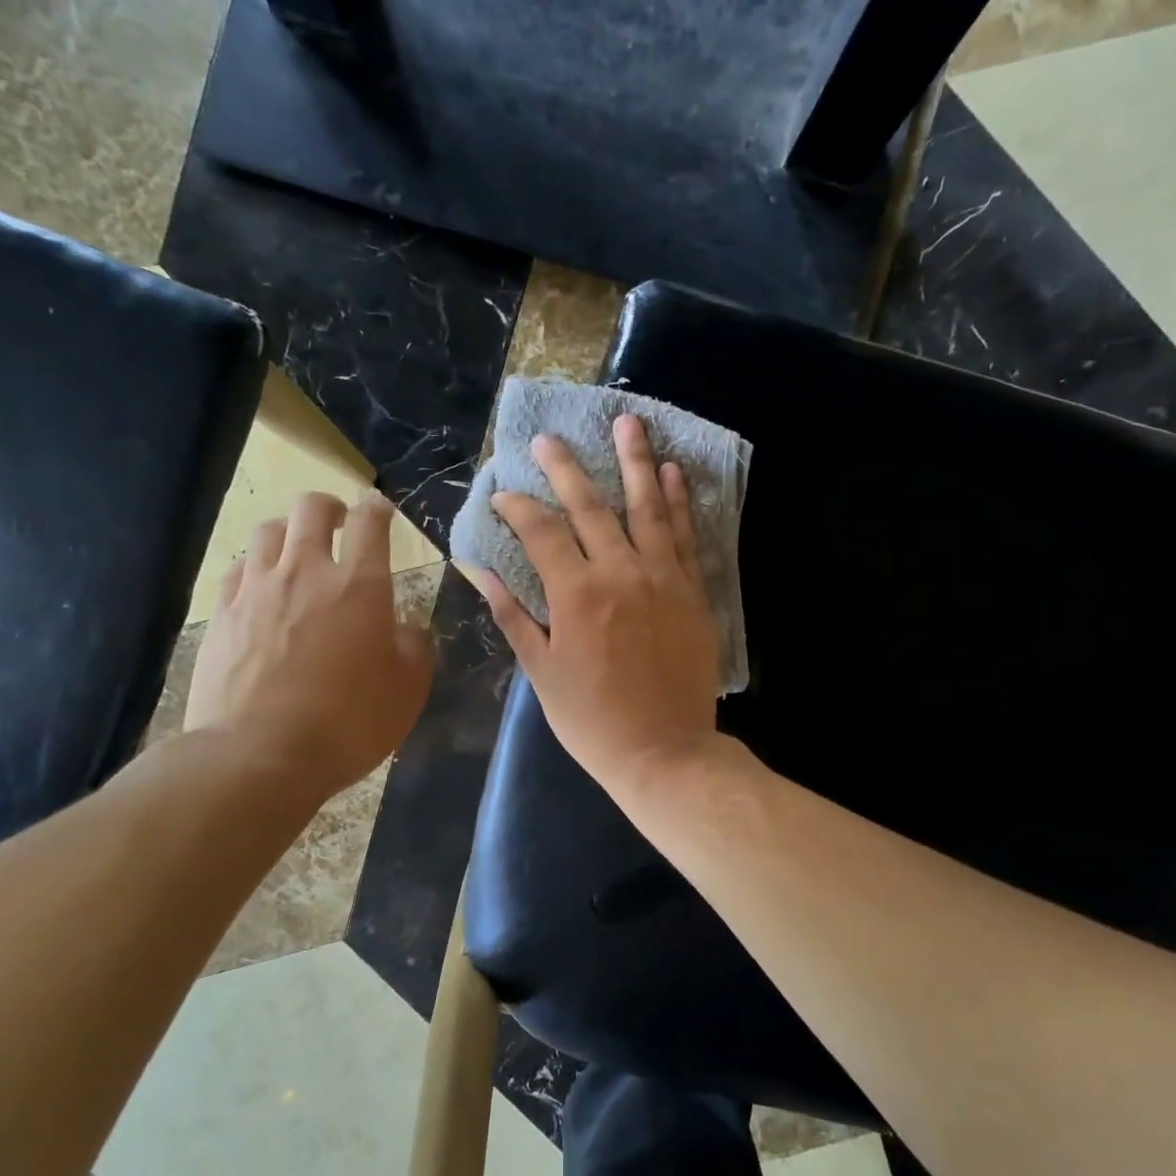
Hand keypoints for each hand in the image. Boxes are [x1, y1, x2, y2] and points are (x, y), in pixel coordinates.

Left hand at [184, 491, 433, 801]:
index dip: (378, 510)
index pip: (370, 524)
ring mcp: (257, 589)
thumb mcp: (407, 691)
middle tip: (338, 523)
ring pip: (268, 530)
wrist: (258, 754)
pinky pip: (238, 569)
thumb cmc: (347, 723)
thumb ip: (414, 648)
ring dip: (288, 532)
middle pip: (311, 509)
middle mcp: (306, 573)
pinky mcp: (221, 613)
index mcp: (360, 586)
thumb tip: (405, 628)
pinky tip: (260, 587)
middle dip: (329, 507)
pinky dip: (255, 566)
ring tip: (296, 552)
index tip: (381, 511)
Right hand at [477, 414, 720, 798]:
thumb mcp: (541, 672)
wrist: (664, 752)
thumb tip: (481, 571)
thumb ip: (513, 616)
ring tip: (629, 423)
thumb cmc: (592, 720)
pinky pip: (687, 536)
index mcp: (576, 593)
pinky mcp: (693, 591)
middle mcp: (620, 572)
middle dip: (566, 468)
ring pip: (647, 508)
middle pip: (591, 506)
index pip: (540, 531)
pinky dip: (680, 502)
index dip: (518, 507)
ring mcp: (663, 578)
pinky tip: (674, 472)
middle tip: (550, 438)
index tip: (502, 494)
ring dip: (635, 462)